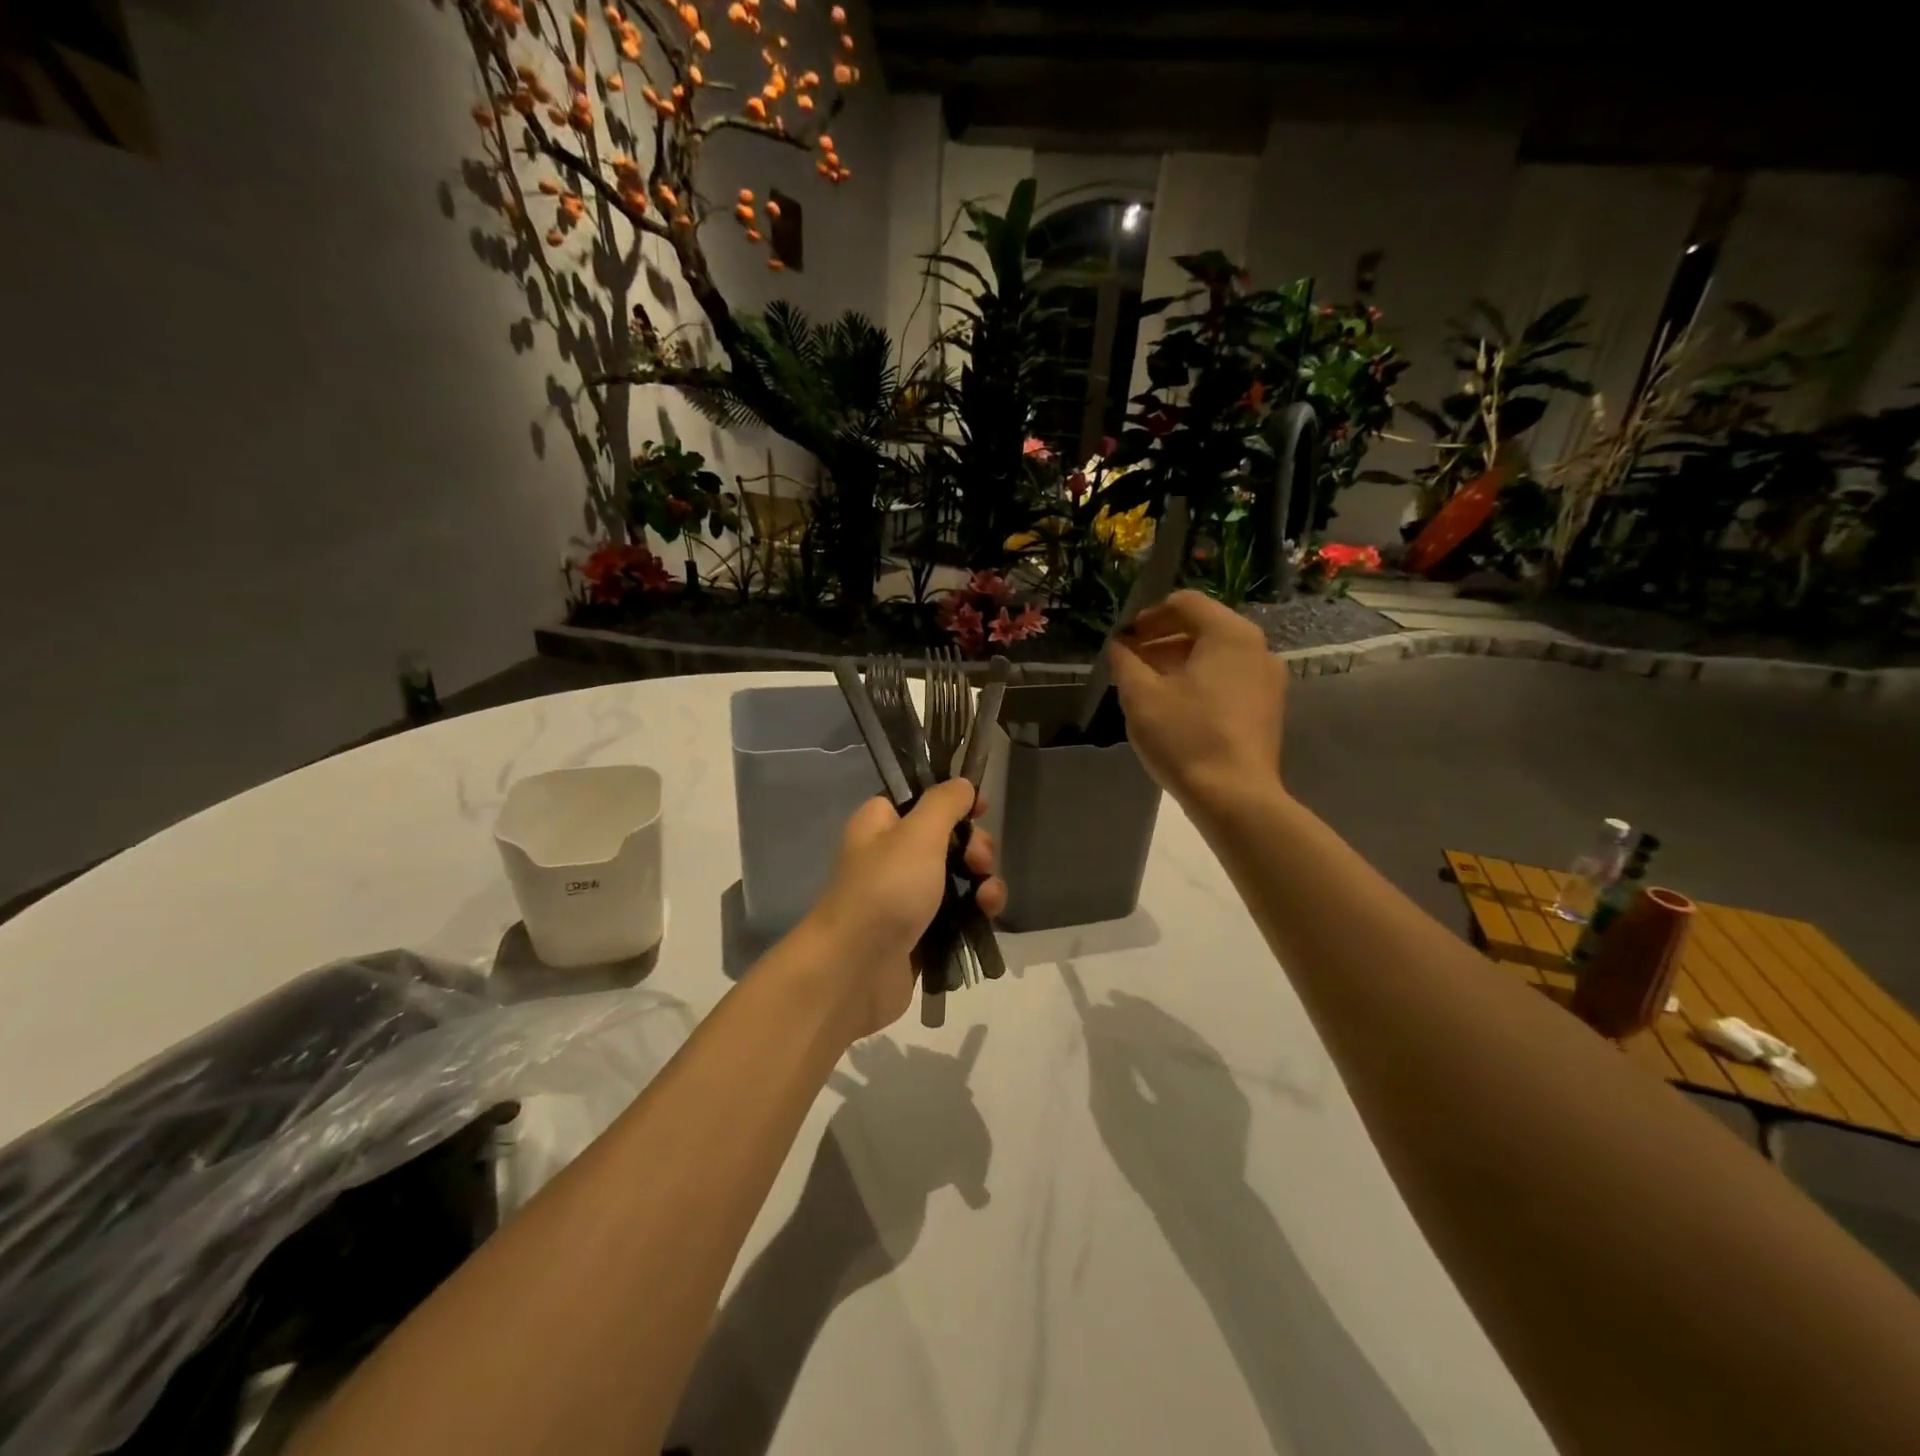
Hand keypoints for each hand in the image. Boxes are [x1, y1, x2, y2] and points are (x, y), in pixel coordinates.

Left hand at [802, 780, 1005, 1039]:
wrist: (856, 970)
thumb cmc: (885, 889)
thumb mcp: (918, 834)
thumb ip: (944, 803)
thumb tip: (962, 784)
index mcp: (880, 824)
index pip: (920, 799)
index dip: (954, 801)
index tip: (981, 809)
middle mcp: (891, 856)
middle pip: (947, 839)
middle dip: (975, 847)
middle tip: (979, 861)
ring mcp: (906, 897)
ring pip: (957, 877)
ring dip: (982, 881)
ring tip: (988, 897)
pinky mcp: (921, 932)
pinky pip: (957, 912)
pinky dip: (975, 910)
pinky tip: (987, 915)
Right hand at [1109, 590, 1284, 810]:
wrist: (1234, 797)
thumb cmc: (1185, 737)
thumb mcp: (1140, 695)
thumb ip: (1125, 661)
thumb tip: (1119, 645)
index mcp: (1230, 635)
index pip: (1185, 603)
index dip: (1149, 616)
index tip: (1124, 639)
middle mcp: (1257, 649)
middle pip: (1203, 627)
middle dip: (1162, 640)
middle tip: (1130, 661)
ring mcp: (1267, 680)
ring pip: (1216, 656)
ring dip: (1179, 662)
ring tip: (1147, 686)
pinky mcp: (1267, 709)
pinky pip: (1229, 679)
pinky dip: (1199, 681)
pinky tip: (1175, 707)